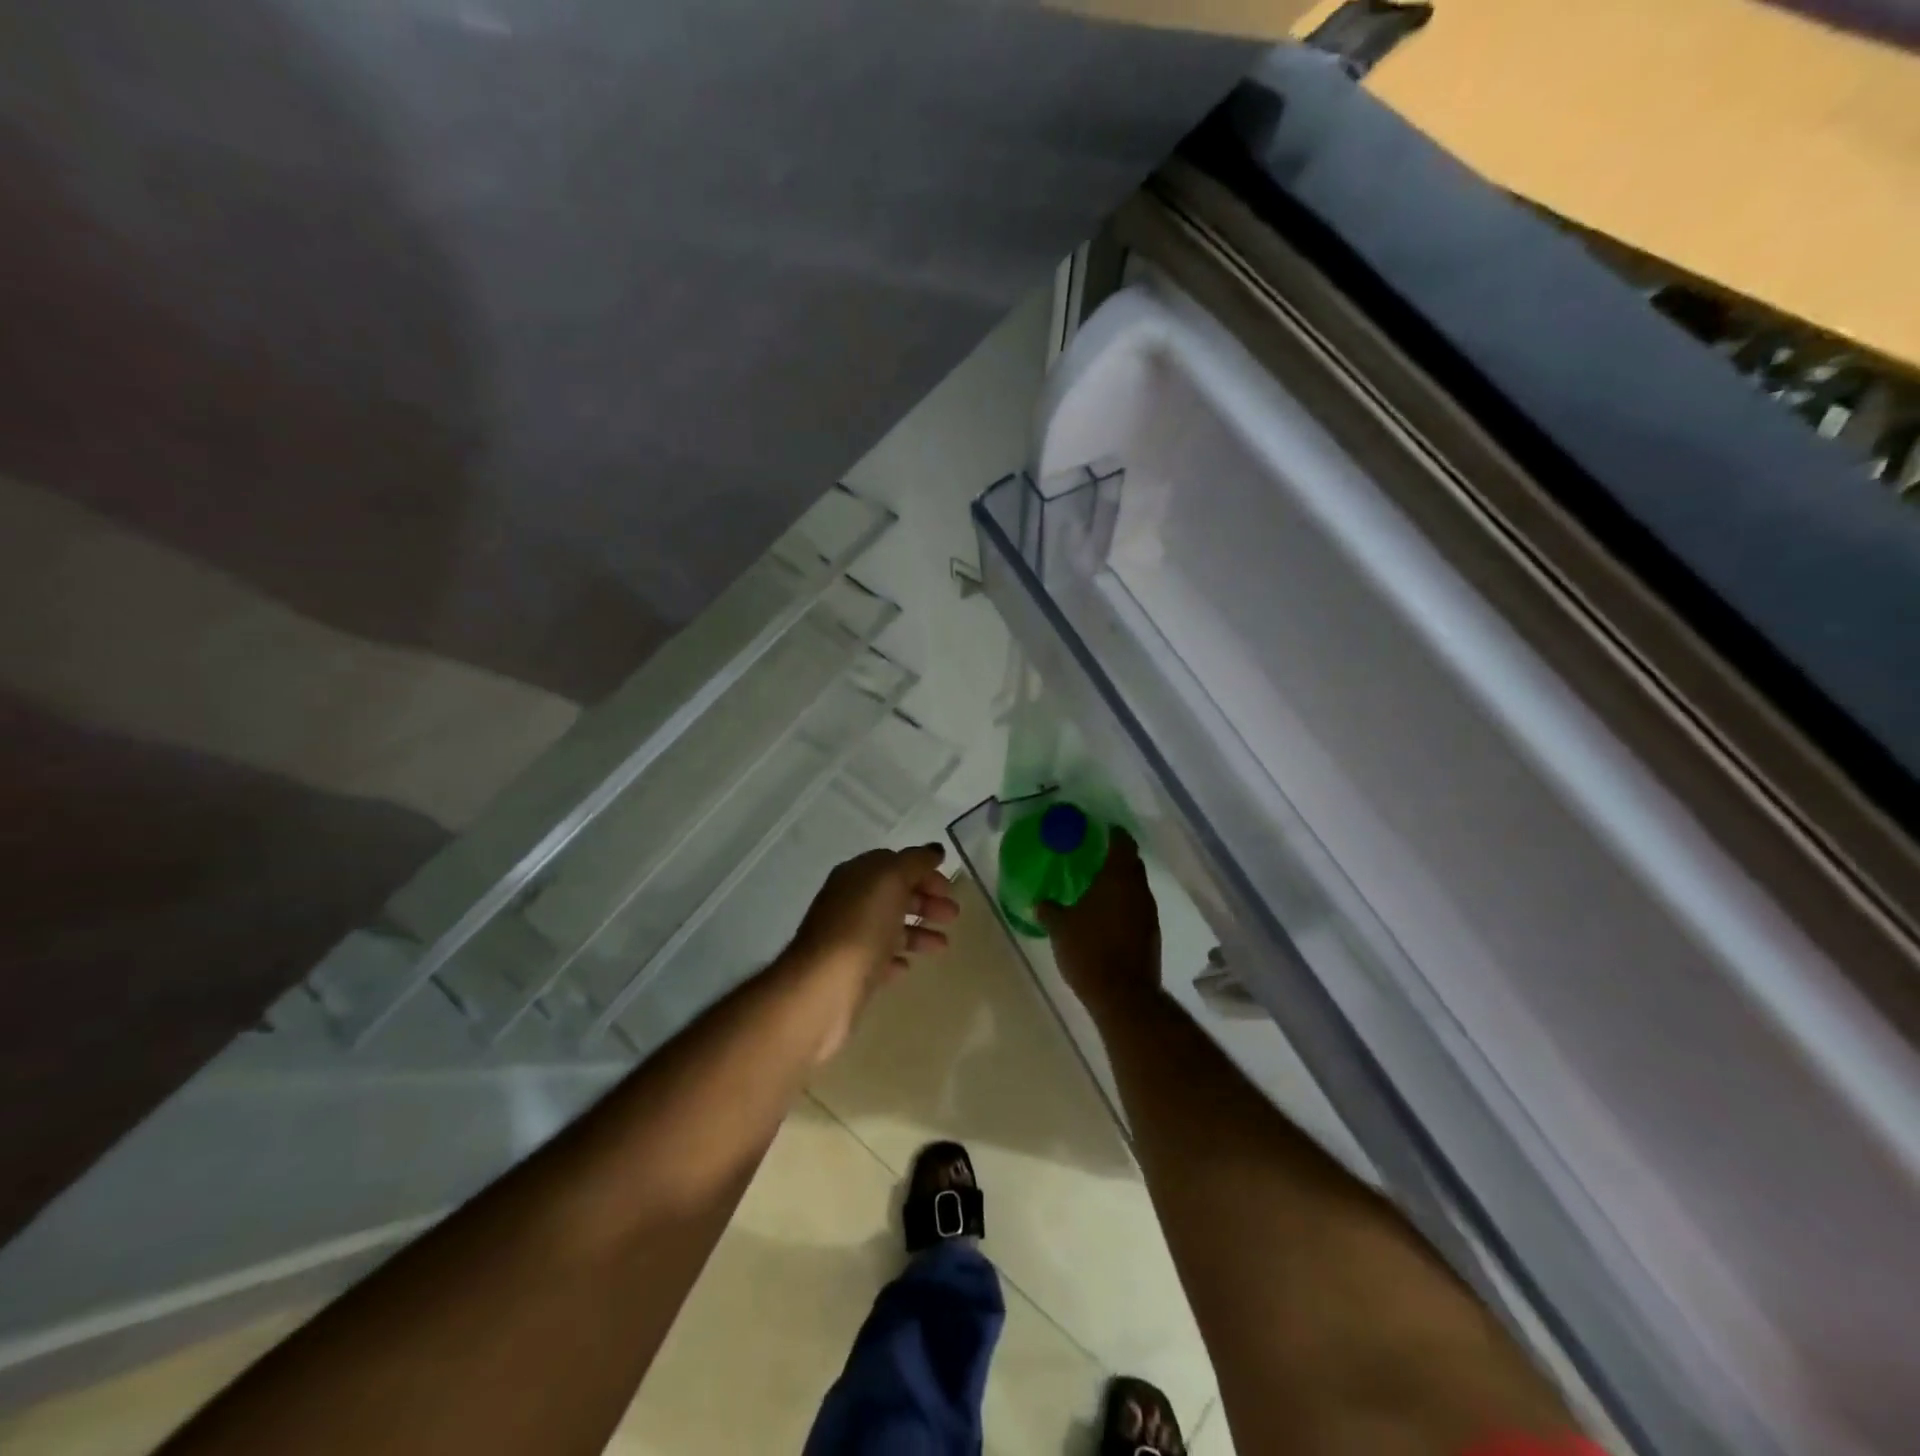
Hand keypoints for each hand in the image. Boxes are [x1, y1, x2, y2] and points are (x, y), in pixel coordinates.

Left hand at [785, 844, 959, 1062]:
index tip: (949, 888)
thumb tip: (934, 849)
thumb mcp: (891, 881)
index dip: (923, 872)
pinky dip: (896, 958)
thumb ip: (915, 862)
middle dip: (925, 901)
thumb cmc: (861, 928)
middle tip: (953, 916)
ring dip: (918, 932)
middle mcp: (848, 902)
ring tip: (943, 946)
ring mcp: (847, 938)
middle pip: (893, 895)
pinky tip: (909, 966)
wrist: (822, 989)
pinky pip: (878, 959)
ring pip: (889, 927)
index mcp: (856, 875)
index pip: (894, 864)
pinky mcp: (849, 972)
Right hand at [1038, 829, 1161, 1016]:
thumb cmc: (1090, 951)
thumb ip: (1049, 910)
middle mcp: (1139, 890)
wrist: (1124, 997)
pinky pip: (1136, 909)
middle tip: (1091, 856)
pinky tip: (1105, 915)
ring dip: (1119, 884)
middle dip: (1115, 857)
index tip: (1098, 829)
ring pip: (1135, 887)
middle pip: (1131, 864)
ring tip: (1095, 886)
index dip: (1112, 833)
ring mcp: (1149, 914)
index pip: (1122, 843)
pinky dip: (1123, 905)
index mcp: (1118, 878)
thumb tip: (1038, 901)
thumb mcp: (1060, 929)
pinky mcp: (1151, 935)